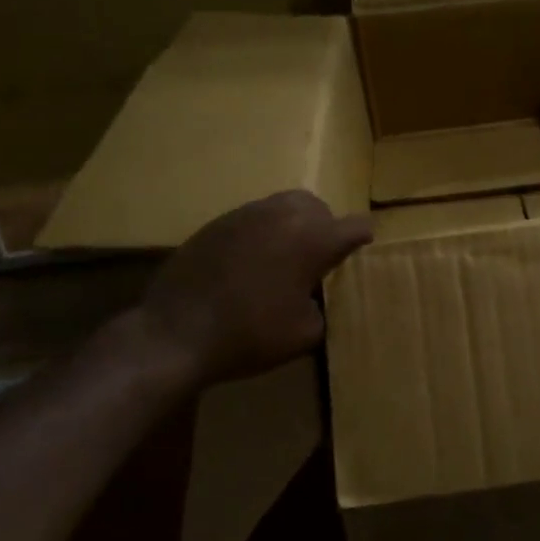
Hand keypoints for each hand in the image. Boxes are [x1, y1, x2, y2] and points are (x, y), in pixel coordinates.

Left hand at [135, 191, 372, 386]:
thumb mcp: (305, 334)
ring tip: (284, 258)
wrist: (176, 332)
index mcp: (312, 239)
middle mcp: (281, 216)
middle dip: (324, 225)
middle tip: (320, 254)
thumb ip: (320, 307)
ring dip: (291, 226)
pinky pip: (250, 219)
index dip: (362, 236)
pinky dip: (260, 234)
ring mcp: (244, 216)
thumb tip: (311, 297)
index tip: (363, 244)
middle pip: (316, 205)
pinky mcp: (214, 225)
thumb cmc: (250, 335)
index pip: (353, 226)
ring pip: (281, 206)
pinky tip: (250, 265)